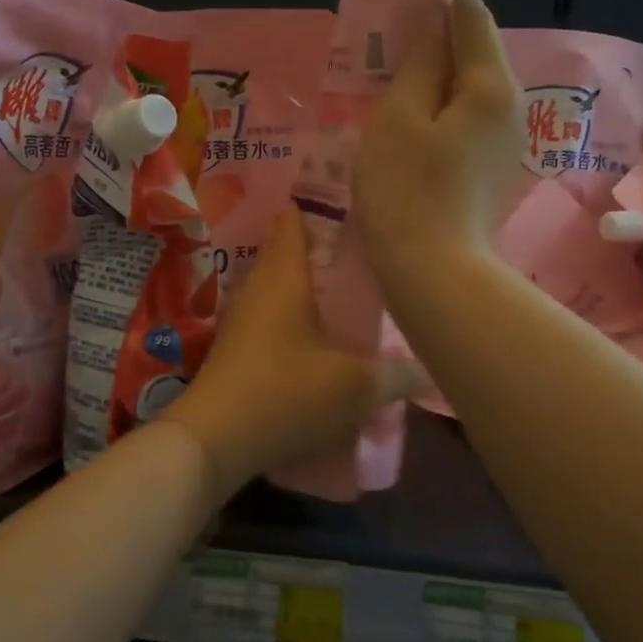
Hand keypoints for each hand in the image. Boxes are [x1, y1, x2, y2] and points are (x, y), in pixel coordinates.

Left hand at [162, 212, 423, 497]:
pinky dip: (294, 318)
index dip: (318, 206)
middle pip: (287, 253)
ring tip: (347, 293)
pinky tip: (318, 338)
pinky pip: (270, 318)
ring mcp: (242, 319)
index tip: (350, 202)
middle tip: (363, 252)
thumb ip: (394, 375)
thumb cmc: (286, 393)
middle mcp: (259, 288)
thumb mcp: (353, 386)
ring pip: (279, 288)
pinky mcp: (236, 349)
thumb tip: (427, 371)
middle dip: (321, 249)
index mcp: (284, 277)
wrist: (215, 438)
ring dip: (307, 288)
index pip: (294, 221)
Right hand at [353, 0, 521, 287]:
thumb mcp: (399, 117)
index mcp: (491, 87)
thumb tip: (433, 17)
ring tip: (396, 62)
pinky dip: (440, 103)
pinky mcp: (491, 168)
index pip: (471, 16)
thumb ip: (418, 61)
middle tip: (395, 18)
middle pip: (474, 51)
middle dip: (439, 29)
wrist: (433, 273)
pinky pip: (466, 117)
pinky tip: (411, 111)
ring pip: (469, 87)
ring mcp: (505, 142)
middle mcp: (511, 107)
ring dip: (437, 69)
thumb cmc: (406, 190)